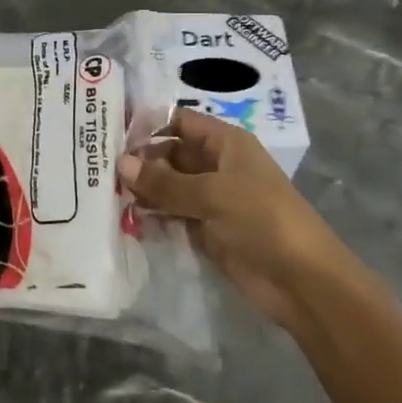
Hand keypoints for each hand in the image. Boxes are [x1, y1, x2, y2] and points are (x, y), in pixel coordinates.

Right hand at [120, 109, 353, 334]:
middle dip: (139, 162)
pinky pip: (172, 216)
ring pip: (168, 187)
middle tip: (99, 171)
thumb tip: (121, 164)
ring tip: (105, 196)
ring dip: (143, 192)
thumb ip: (165, 181)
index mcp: (225, 144)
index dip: (148, 125)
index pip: (179, 121)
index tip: (109, 133)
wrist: (302, 281)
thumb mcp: (212, 194)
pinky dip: (152, 217)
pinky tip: (125, 221)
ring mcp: (211, 199)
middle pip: (169, 154)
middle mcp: (216, 166)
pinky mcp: (206, 231)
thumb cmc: (262, 219)